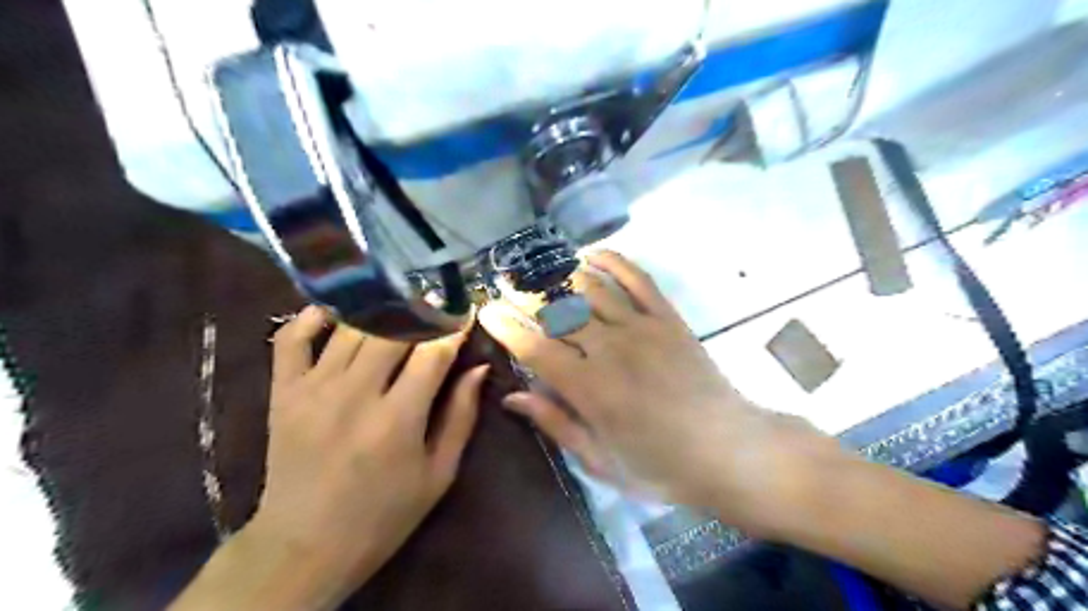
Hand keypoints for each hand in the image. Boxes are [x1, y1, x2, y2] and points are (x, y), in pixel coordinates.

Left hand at [249, 308, 485, 603]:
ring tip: (400, 302)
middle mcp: (353, 395)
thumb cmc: (383, 514)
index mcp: (397, 420)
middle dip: (421, 311)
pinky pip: (293, 338)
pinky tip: (339, 310)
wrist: (304, 546)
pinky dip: (314, 316)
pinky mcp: (282, 392)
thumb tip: (478, 369)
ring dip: (380, 309)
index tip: (465, 313)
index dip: (453, 328)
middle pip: (392, 330)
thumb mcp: (438, 474)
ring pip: (351, 327)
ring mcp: (312, 390)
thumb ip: (461, 417)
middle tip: (437, 304)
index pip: (432, 353)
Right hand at [477, 250, 834, 525]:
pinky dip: (612, 261)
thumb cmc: (661, 466)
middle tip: (506, 284)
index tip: (486, 311)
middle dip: (525, 293)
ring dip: (560, 273)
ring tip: (539, 269)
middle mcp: (611, 349)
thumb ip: (556, 423)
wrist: (729, 450)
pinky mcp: (668, 318)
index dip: (506, 326)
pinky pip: (637, 279)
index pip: (534, 347)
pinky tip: (590, 254)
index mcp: (590, 389)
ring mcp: (642, 328)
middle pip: (558, 310)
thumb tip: (514, 396)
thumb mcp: (601, 460)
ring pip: (591, 287)